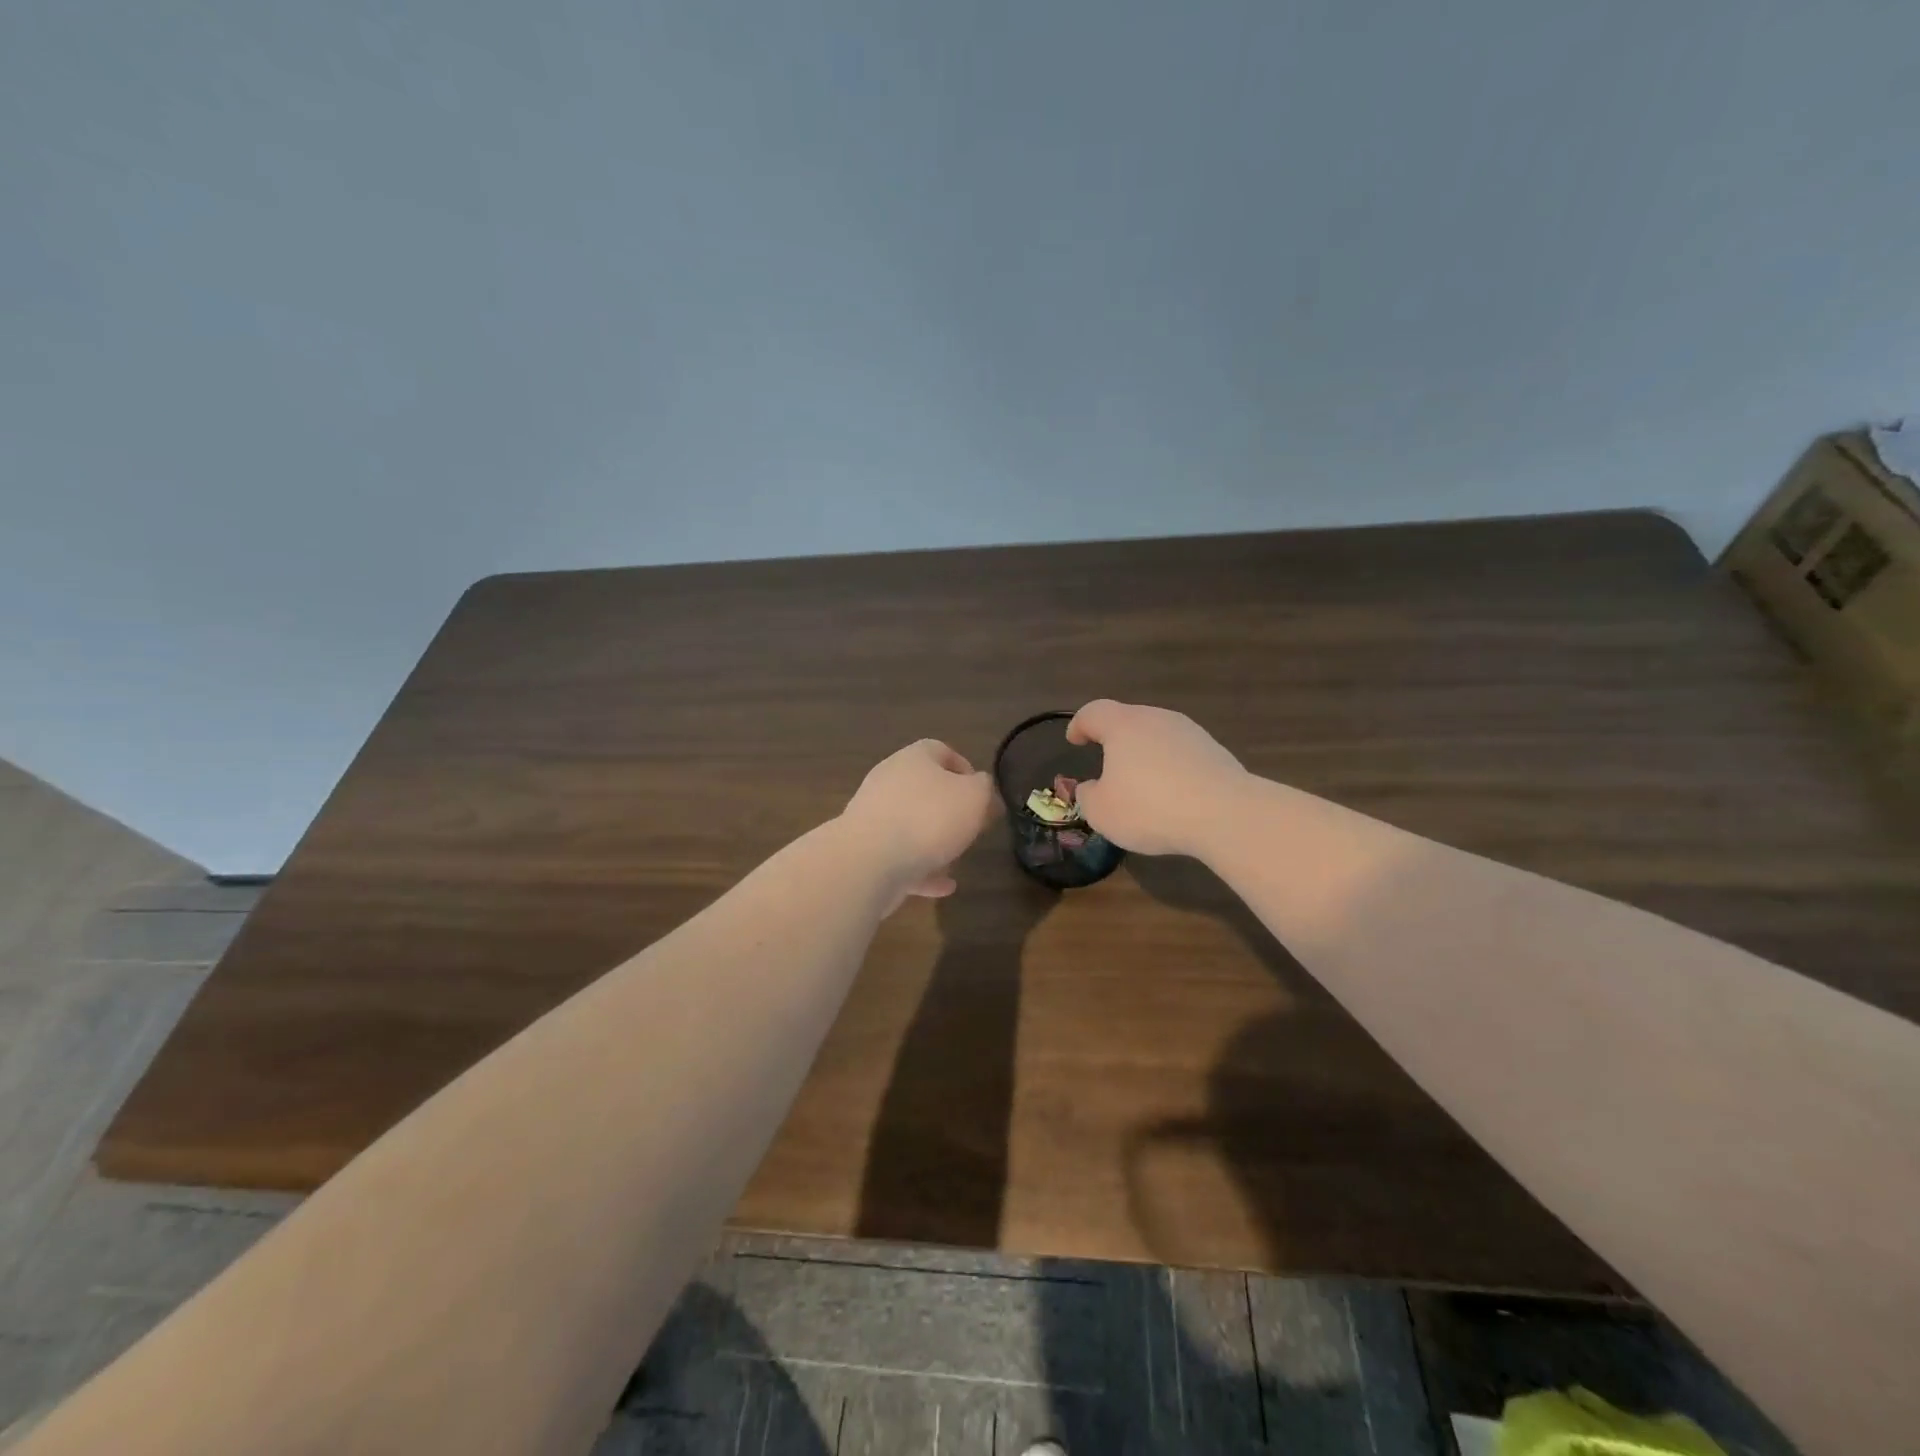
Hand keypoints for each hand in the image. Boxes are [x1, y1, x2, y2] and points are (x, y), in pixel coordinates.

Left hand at [840, 739, 996, 905]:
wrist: (870, 861)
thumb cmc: (929, 818)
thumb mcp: (974, 796)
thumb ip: (984, 788)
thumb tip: (981, 788)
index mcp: (913, 759)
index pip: (940, 750)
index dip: (964, 768)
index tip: (982, 794)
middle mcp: (888, 782)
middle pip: (923, 789)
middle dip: (949, 809)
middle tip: (971, 827)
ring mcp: (873, 817)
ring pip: (910, 825)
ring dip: (934, 842)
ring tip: (957, 860)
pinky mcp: (866, 851)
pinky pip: (900, 858)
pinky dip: (922, 871)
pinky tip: (943, 887)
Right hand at [1066, 700, 1246, 856]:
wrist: (1225, 814)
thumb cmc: (1150, 808)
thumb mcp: (1102, 812)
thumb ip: (1087, 796)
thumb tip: (1091, 788)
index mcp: (1123, 725)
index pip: (1093, 712)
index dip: (1079, 724)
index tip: (1074, 739)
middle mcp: (1156, 719)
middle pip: (1129, 720)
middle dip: (1115, 739)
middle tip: (1106, 762)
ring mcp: (1190, 732)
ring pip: (1158, 736)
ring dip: (1145, 754)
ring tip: (1140, 783)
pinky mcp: (1215, 751)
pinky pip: (1182, 755)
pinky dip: (1170, 768)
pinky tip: (1172, 795)